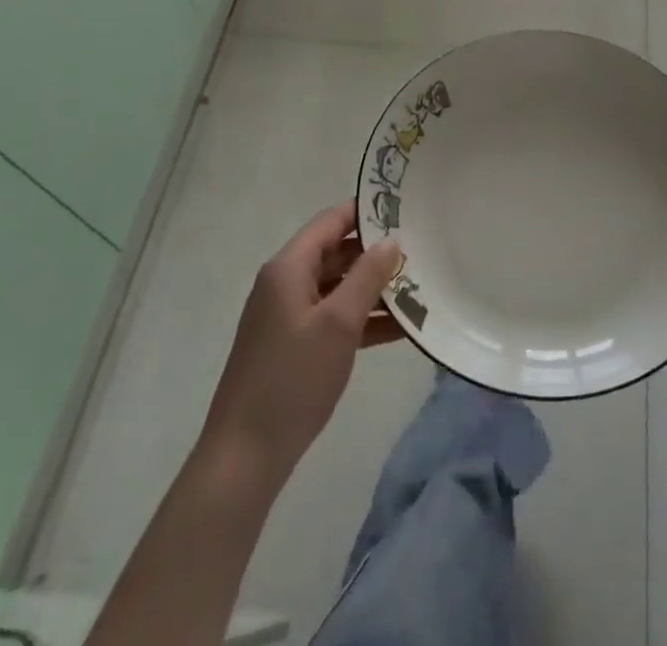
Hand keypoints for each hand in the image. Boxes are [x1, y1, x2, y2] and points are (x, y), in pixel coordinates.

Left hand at [198, 201, 403, 485]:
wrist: (245, 456)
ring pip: (338, 288)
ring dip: (374, 289)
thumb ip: (367, 276)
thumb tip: (391, 240)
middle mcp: (286, 283)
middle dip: (376, 253)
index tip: (404, 208)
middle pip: (336, 253)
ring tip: (420, 288)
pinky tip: (400, 328)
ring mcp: (288, 316)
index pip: (331, 221)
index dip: (365, 211)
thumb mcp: (338, 324)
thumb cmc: (292, 379)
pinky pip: (333, 318)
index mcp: (289, 267)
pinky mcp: (293, 346)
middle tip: (421, 250)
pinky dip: (362, 319)